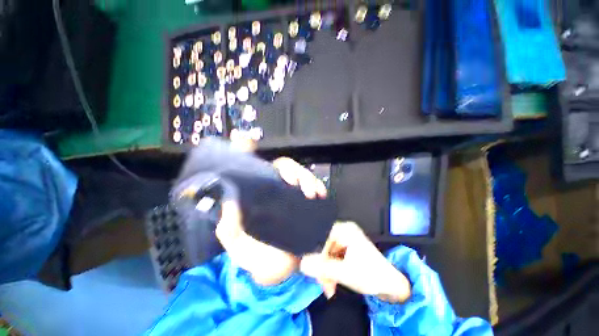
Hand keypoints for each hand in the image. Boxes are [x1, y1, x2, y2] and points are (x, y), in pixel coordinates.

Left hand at [215, 154, 326, 285]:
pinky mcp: (304, 202)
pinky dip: (317, 186)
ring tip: (312, 192)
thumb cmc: (258, 259)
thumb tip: (229, 203)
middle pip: (282, 167)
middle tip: (296, 183)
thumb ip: (229, 229)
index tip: (246, 139)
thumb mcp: (239, 247)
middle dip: (292, 170)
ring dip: (307, 178)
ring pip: (299, 174)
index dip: (247, 150)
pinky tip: (320, 195)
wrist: (283, 272)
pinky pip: (313, 187)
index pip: (251, 167)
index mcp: (255, 196)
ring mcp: (290, 195)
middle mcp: (272, 190)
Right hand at [300, 222, 410, 302]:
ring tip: (329, 287)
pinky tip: (332, 282)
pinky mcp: (346, 248)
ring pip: (326, 253)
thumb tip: (302, 263)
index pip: (322, 238)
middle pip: (323, 246)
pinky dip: (330, 270)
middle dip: (322, 266)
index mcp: (346, 230)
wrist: (391, 287)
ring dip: (325, 271)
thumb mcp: (345, 273)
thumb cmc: (371, 276)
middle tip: (324, 285)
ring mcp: (345, 239)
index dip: (317, 256)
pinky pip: (331, 257)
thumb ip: (323, 268)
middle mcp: (344, 231)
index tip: (316, 273)